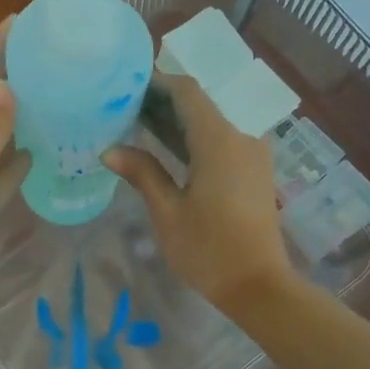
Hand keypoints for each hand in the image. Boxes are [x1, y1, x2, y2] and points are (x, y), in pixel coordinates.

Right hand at [105, 75, 293, 311]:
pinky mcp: (254, 170)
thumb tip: (110, 150)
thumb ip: (142, 173)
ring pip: (211, 123)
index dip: (158, 83)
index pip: (188, 92)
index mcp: (219, 141)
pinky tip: (167, 150)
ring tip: (138, 125)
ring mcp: (252, 154)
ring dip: (178, 121)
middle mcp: (241, 137)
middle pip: (200, 105)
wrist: (259, 286)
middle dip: (163, 102)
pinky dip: (194, 138)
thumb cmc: (209, 250)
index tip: (127, 86)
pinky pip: (222, 141)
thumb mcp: (167, 212)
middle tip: (124, 107)